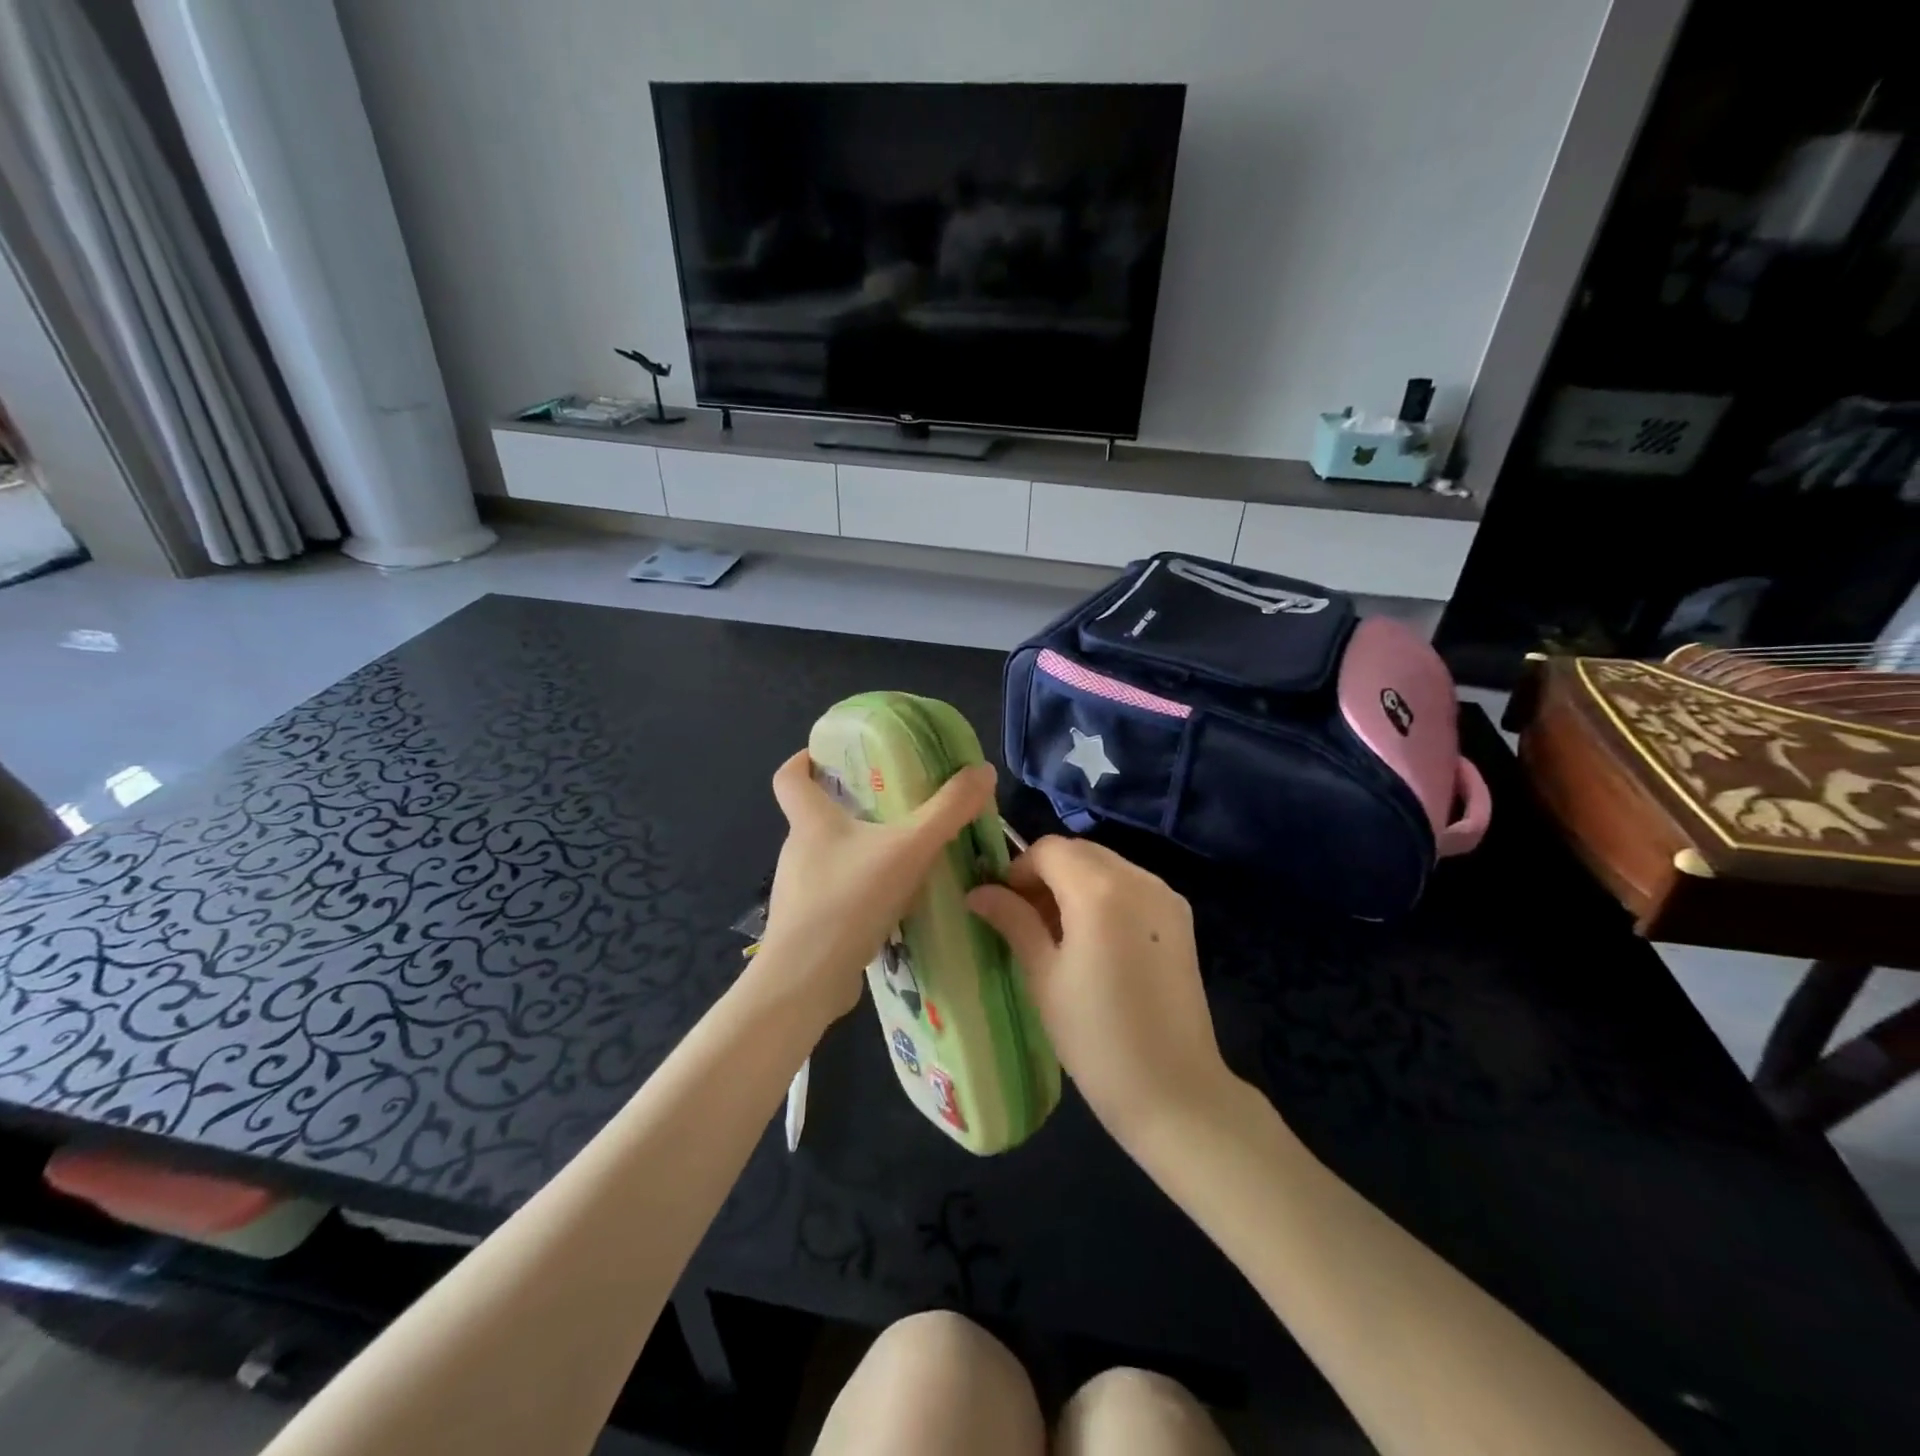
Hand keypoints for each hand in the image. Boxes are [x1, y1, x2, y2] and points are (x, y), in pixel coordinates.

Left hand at [758, 750, 997, 1026]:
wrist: (806, 982)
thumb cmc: (849, 900)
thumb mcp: (909, 848)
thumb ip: (949, 810)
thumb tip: (982, 771)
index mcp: (810, 821)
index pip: (789, 776)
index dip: (805, 759)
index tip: (831, 755)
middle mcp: (798, 850)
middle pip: (817, 816)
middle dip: (852, 807)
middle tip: (895, 804)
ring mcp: (800, 891)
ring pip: (832, 858)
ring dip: (863, 852)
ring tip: (905, 856)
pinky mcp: (809, 925)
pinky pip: (838, 894)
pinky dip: (862, 891)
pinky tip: (895, 904)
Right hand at [966, 837, 1232, 1147]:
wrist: (1174, 1091)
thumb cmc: (1095, 1037)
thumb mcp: (1043, 976)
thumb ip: (1013, 921)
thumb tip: (978, 891)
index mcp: (1100, 890)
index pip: (1049, 849)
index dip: (1019, 870)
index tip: (1004, 905)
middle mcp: (1138, 878)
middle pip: (1079, 851)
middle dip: (1047, 873)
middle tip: (1026, 919)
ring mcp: (1165, 896)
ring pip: (1106, 865)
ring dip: (1075, 882)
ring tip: (1058, 934)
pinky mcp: (1180, 917)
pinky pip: (1131, 886)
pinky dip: (1104, 895)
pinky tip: (1094, 940)